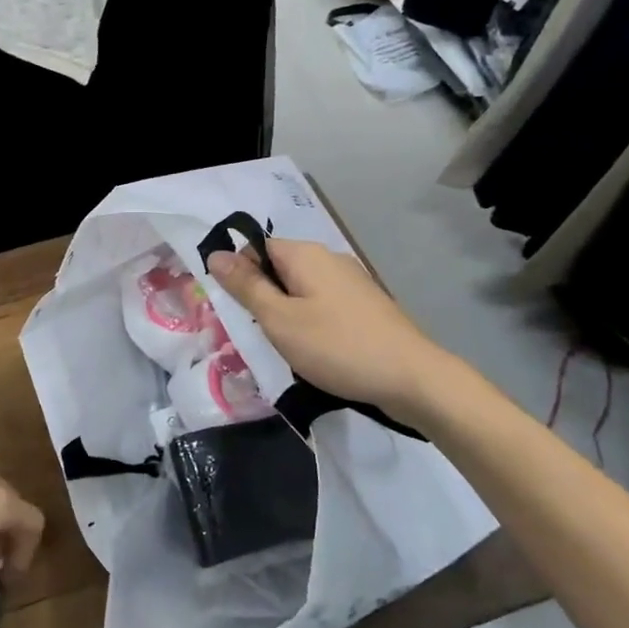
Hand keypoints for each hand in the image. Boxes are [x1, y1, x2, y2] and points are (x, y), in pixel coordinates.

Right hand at [208, 238, 455, 425]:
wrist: (413, 379)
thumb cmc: (337, 346)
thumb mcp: (279, 319)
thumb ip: (246, 286)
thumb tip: (216, 253)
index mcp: (305, 254)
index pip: (256, 248)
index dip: (239, 275)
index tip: (235, 310)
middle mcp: (329, 259)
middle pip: (279, 269)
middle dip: (263, 298)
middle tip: (257, 334)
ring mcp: (352, 282)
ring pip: (301, 291)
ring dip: (287, 315)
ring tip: (285, 348)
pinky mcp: (366, 307)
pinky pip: (324, 306)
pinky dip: (312, 325)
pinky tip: (315, 353)